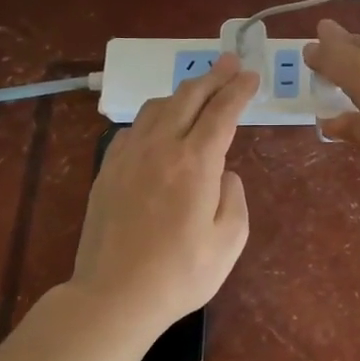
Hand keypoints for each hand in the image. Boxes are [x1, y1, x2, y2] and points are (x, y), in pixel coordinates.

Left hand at [66, 54, 258, 345]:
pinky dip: (154, 116)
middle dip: (213, 77)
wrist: (113, 297)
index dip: (239, 91)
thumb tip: (225, 174)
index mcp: (195, 163)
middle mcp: (160, 148)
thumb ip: (234, 197)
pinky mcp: (107, 171)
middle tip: (231, 63)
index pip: (222, 112)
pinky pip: (133, 129)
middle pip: (188, 98)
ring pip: (156, 107)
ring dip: (182, 93)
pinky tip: (160, 124)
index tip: (252, 76)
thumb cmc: (181, 273)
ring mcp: (128, 157)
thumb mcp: (230, 241)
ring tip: (198, 89)